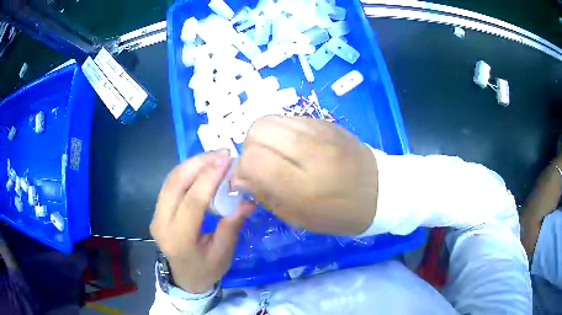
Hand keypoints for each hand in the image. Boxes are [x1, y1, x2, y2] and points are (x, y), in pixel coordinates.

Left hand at [150, 151, 254, 292]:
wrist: (185, 279)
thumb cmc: (206, 270)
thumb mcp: (223, 253)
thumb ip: (232, 225)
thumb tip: (249, 200)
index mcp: (179, 239)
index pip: (192, 201)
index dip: (209, 178)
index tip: (227, 160)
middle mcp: (161, 223)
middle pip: (176, 184)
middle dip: (199, 164)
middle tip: (222, 154)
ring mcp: (156, 215)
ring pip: (171, 180)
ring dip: (192, 164)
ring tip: (214, 157)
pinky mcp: (157, 210)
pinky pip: (170, 184)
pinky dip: (186, 171)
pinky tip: (201, 167)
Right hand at [232, 116, 378, 235]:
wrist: (382, 191)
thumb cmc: (341, 214)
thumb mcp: (300, 218)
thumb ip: (266, 196)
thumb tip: (239, 179)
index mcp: (305, 185)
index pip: (253, 161)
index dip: (241, 171)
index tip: (245, 182)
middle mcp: (311, 150)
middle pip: (258, 131)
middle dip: (249, 149)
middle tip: (259, 166)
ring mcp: (320, 131)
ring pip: (270, 119)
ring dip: (262, 138)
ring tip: (273, 155)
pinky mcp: (325, 122)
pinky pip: (288, 119)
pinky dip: (279, 132)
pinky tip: (290, 147)